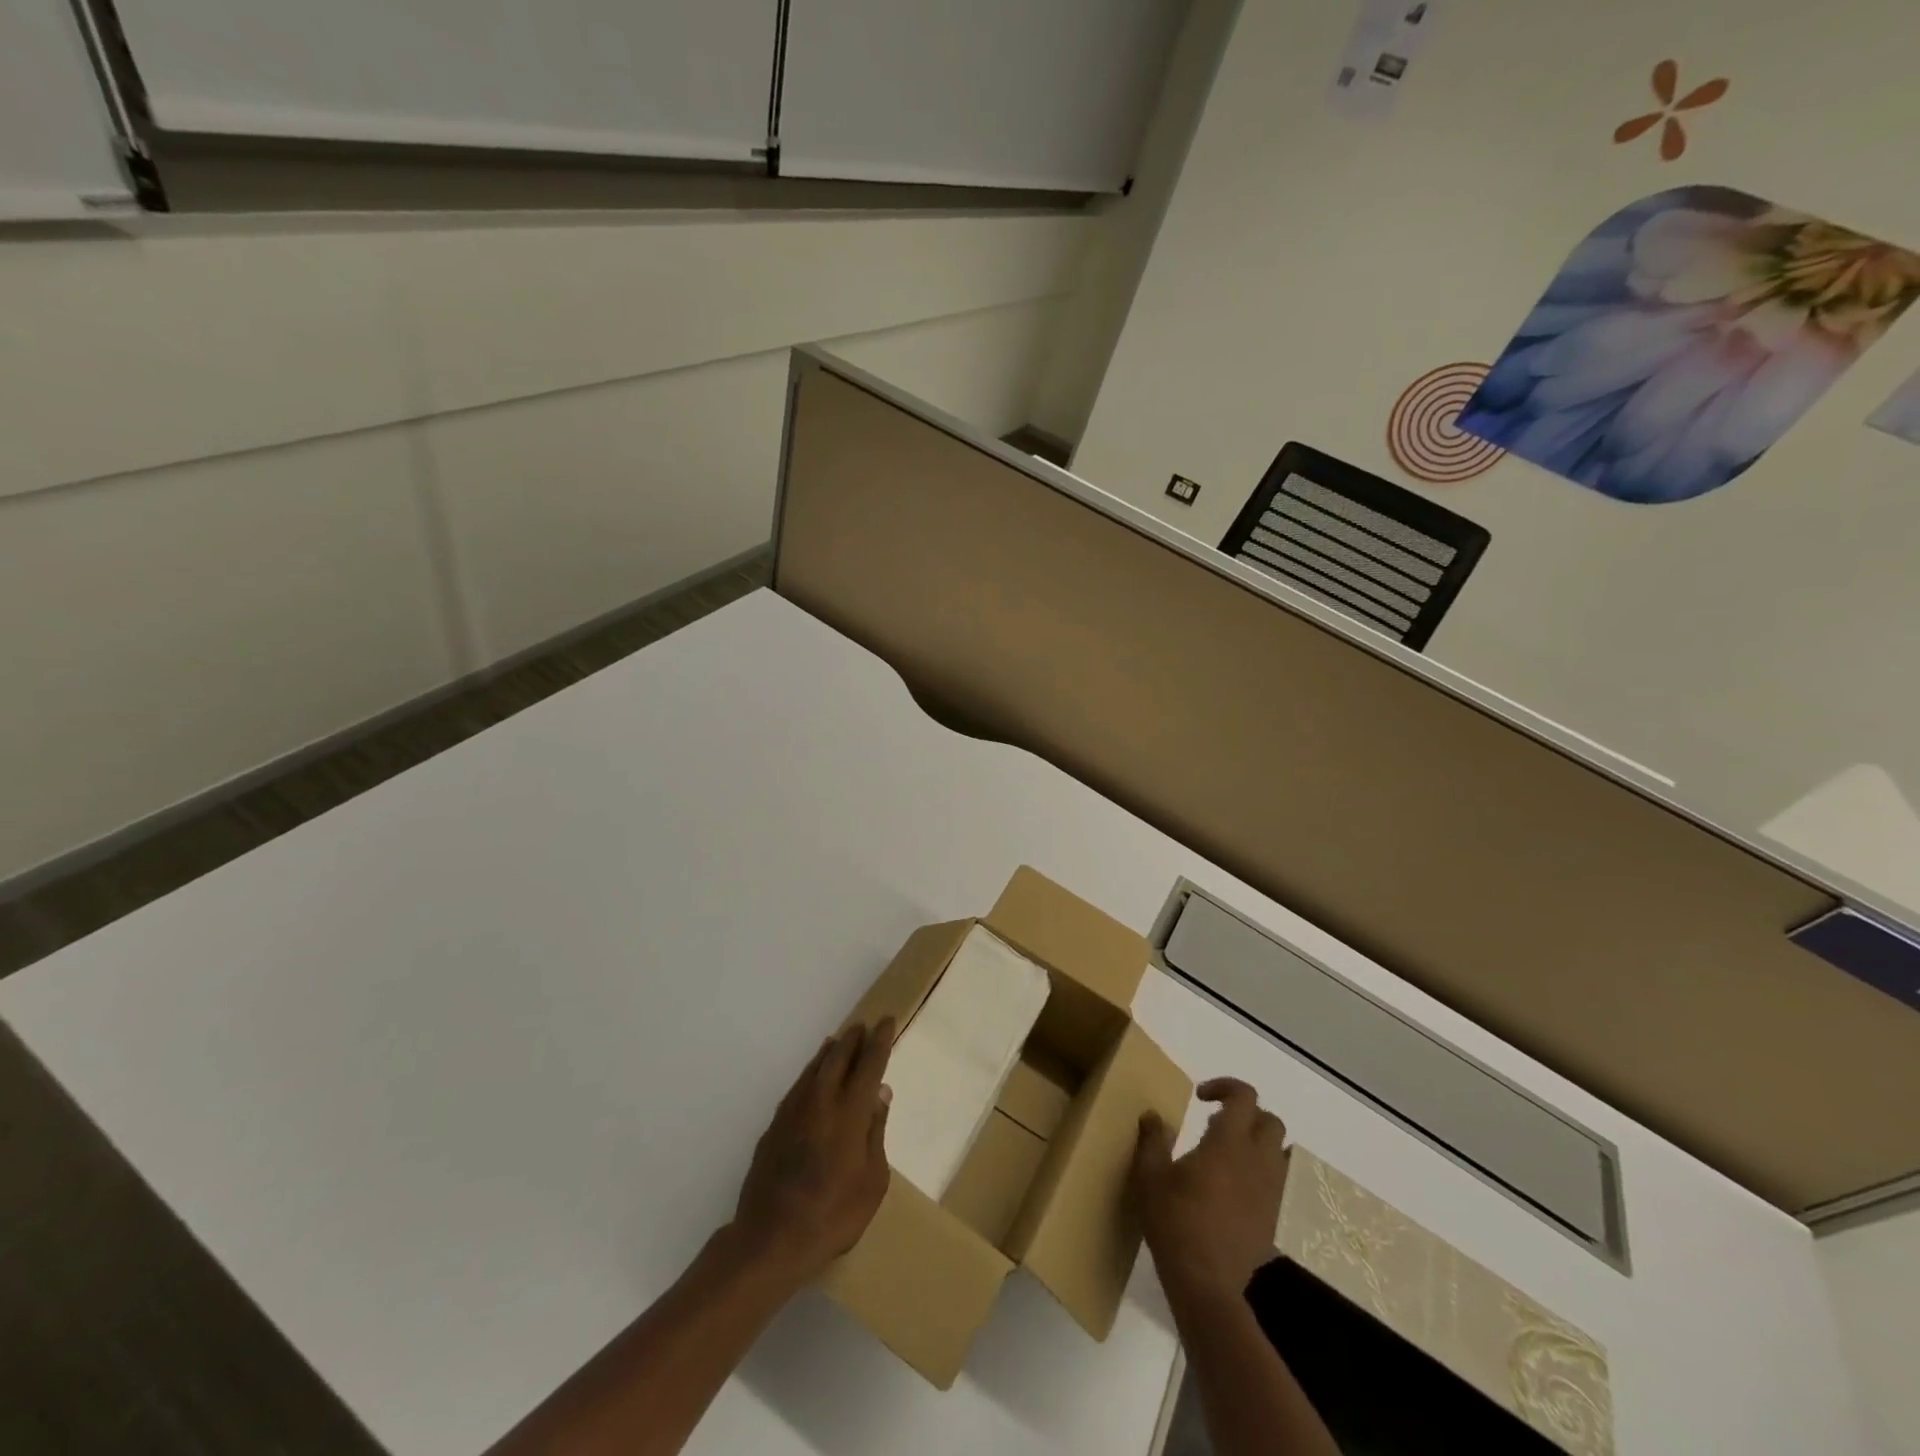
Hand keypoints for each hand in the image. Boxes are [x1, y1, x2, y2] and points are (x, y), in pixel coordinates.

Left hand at [729, 1018, 895, 1283]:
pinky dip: (811, 1072)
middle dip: (853, 1039)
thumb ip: (876, 1132)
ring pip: (815, 1068)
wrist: (770, 1238)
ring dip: (830, 1051)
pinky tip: (813, 1077)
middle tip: (863, 1026)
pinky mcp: (774, 1126)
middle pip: (839, 1058)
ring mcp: (793, 1111)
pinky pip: (799, 1085)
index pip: (869, 1064)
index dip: (880, 1041)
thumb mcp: (873, 1180)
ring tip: (839, 1040)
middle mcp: (821, 1101)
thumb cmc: (833, 1215)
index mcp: (850, 1112)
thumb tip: (879, 1093)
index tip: (887, 1021)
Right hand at [1131, 1077, 1288, 1301]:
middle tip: (1216, 1123)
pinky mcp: (1272, 1218)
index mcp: (1229, 1144)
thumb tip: (1153, 1115)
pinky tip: (1231, 1189)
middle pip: (1271, 1121)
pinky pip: (1276, 1181)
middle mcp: (1257, 1162)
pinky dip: (1259, 1173)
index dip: (1225, 1086)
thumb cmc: (1175, 1222)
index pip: (1245, 1097)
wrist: (1207, 1285)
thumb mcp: (1150, 1176)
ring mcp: (1270, 1192)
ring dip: (1257, 1143)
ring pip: (1279, 1152)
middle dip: (1247, 1114)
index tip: (1200, 1097)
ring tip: (1226, 1154)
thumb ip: (1153, 1139)